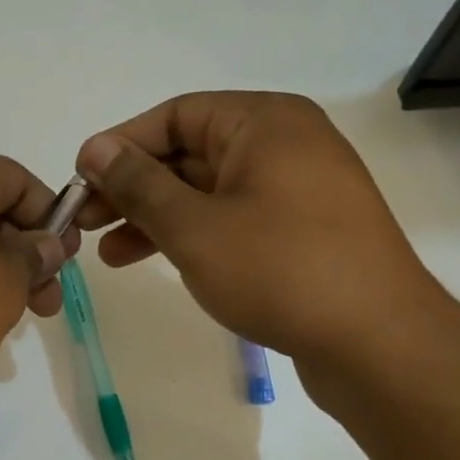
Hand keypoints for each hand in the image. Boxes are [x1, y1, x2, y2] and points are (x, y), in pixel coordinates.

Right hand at [74, 91, 443, 372]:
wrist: (379, 344)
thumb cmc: (280, 270)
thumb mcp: (194, 226)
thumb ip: (139, 184)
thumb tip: (95, 150)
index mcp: (264, 122)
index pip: (175, 116)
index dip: (121, 145)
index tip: (80, 180)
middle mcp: (284, 144)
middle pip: (189, 153)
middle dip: (133, 188)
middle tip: (85, 221)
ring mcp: (297, 189)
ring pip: (207, 191)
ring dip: (155, 217)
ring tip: (107, 254)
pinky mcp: (301, 231)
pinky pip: (232, 218)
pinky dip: (191, 234)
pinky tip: (155, 260)